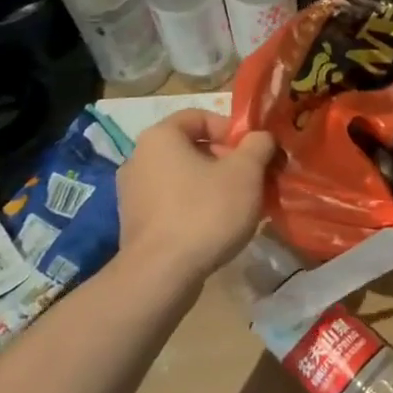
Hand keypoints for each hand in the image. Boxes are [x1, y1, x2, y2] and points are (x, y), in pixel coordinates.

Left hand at [115, 109, 277, 287]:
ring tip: (239, 205)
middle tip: (252, 179)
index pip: (199, 117)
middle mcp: (138, 158)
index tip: (253, 151)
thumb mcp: (246, 172)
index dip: (231, 129)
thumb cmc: (205, 211)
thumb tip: (260, 138)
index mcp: (160, 137)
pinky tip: (216, 227)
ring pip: (183, 176)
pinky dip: (195, 206)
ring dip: (213, 184)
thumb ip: (258, 145)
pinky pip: (172, 202)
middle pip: (192, 147)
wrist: (161, 275)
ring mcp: (132, 193)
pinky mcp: (135, 224)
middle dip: (226, 159)